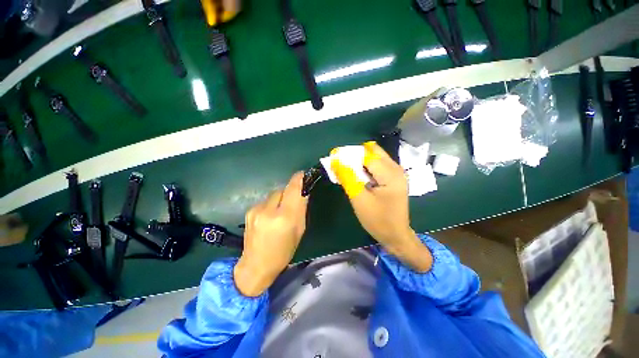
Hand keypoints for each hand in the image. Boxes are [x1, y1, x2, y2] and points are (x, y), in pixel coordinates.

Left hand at [233, 172, 308, 296]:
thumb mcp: (299, 230)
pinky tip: (270, 216)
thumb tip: (303, 193)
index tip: (303, 174)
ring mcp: (257, 209)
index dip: (299, 179)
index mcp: (285, 217)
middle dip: (290, 191)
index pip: (293, 189)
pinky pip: (266, 200)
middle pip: (283, 189)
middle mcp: (269, 210)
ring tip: (280, 212)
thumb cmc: (284, 251)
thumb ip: (301, 209)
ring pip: (274, 194)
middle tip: (293, 201)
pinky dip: (271, 204)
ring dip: (280, 198)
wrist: (256, 265)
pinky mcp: (250, 210)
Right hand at [332, 141, 431, 271]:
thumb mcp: (359, 199)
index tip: (334, 157)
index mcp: (390, 174)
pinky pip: (378, 166)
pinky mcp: (394, 178)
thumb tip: (336, 160)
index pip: (367, 155)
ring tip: (346, 170)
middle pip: (373, 152)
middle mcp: (396, 169)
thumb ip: (348, 178)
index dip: (349, 154)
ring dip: (359, 161)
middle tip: (341, 165)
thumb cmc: (377, 220)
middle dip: (355, 155)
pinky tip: (357, 176)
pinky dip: (365, 168)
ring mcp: (396, 173)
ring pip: (375, 158)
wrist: (396, 235)